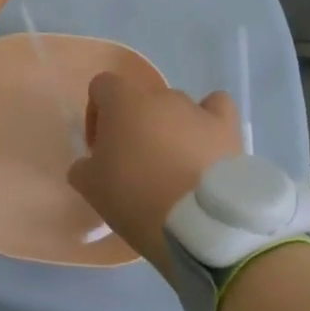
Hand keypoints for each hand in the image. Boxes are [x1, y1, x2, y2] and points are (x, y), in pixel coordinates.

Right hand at [67, 72, 243, 269]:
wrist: (198, 223)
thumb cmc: (136, 197)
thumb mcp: (91, 188)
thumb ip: (83, 167)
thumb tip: (89, 164)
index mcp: (123, 101)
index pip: (101, 87)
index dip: (96, 115)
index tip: (100, 150)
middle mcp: (160, 95)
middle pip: (140, 101)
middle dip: (135, 126)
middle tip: (135, 165)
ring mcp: (196, 109)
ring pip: (175, 109)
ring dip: (169, 130)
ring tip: (174, 169)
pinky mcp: (226, 128)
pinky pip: (216, 108)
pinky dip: (210, 120)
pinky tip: (207, 142)